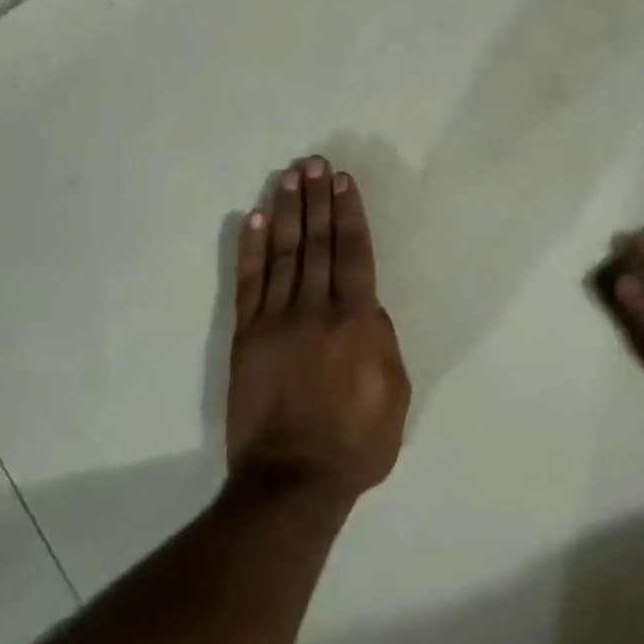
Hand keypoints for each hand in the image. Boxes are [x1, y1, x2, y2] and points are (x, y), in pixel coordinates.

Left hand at [228, 157, 409, 498]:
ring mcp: (276, 320)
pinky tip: (254, 218)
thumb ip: (383, 340)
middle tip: (314, 162)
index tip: (342, 181)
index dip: (349, 213)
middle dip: (317, 199)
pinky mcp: (247, 336)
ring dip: (287, 211)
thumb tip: (367, 306)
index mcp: (356, 320)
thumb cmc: (356, 441)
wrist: (292, 481)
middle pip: (318, 242)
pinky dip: (251, 248)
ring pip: (284, 253)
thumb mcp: (396, 392)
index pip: (353, 252)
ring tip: (290, 176)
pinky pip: (249, 283)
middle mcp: (316, 308)